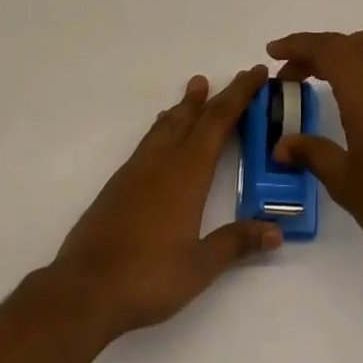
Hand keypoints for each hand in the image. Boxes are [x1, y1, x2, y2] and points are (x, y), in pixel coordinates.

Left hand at [52, 66, 280, 339]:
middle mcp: (163, 161)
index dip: (239, 95)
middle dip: (218, 95)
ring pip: (167, 124)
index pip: (218, 121)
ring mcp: (137, 170)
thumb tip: (276, 231)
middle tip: (237, 75)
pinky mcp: (119, 183)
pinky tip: (162, 132)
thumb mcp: (200, 266)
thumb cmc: (148, 276)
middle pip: (194, 116)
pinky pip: (149, 140)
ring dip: (185, 105)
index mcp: (188, 172)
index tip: (255, 74)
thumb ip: (236, 243)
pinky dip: (164, 125)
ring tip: (196, 89)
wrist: (85, 288)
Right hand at [269, 28, 362, 274]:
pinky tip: (361, 99)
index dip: (298, 45)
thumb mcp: (344, 181)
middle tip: (293, 73)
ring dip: (346, 50)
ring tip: (327, 76)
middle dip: (316, 50)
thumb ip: (312, 153)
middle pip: (348, 42)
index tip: (274, 52)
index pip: (327, 49)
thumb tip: (282, 145)